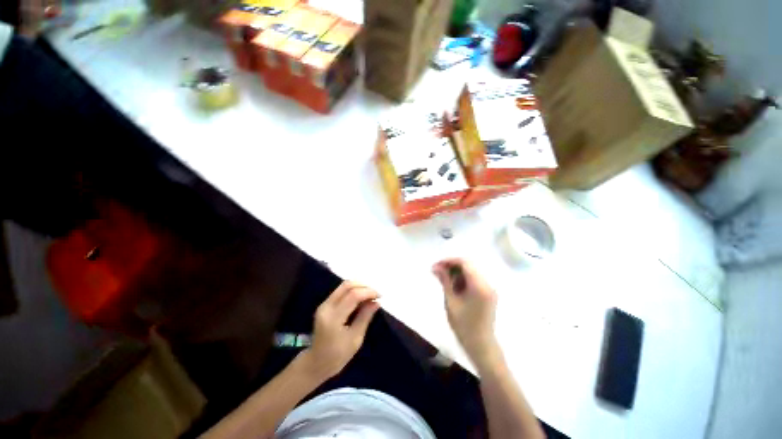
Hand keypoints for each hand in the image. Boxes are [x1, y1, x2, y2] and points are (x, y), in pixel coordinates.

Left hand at [301, 281, 379, 380]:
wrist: (315, 364)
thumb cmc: (337, 356)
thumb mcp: (355, 339)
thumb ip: (365, 317)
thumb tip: (376, 302)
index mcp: (333, 318)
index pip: (353, 295)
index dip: (368, 292)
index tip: (380, 297)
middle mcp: (326, 307)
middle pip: (347, 285)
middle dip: (364, 286)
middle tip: (375, 294)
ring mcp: (324, 304)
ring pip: (344, 286)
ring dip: (359, 287)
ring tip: (370, 296)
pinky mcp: (325, 304)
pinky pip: (341, 291)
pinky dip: (353, 291)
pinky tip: (361, 299)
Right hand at [433, 258, 499, 366]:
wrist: (481, 346)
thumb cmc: (464, 326)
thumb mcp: (451, 302)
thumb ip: (445, 281)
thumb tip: (436, 267)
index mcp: (479, 285)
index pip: (465, 263)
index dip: (449, 261)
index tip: (436, 266)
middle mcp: (488, 283)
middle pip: (468, 265)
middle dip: (452, 266)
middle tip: (437, 272)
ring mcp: (490, 288)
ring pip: (471, 271)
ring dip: (457, 272)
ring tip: (444, 281)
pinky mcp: (489, 293)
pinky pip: (475, 279)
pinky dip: (463, 279)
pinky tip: (454, 286)